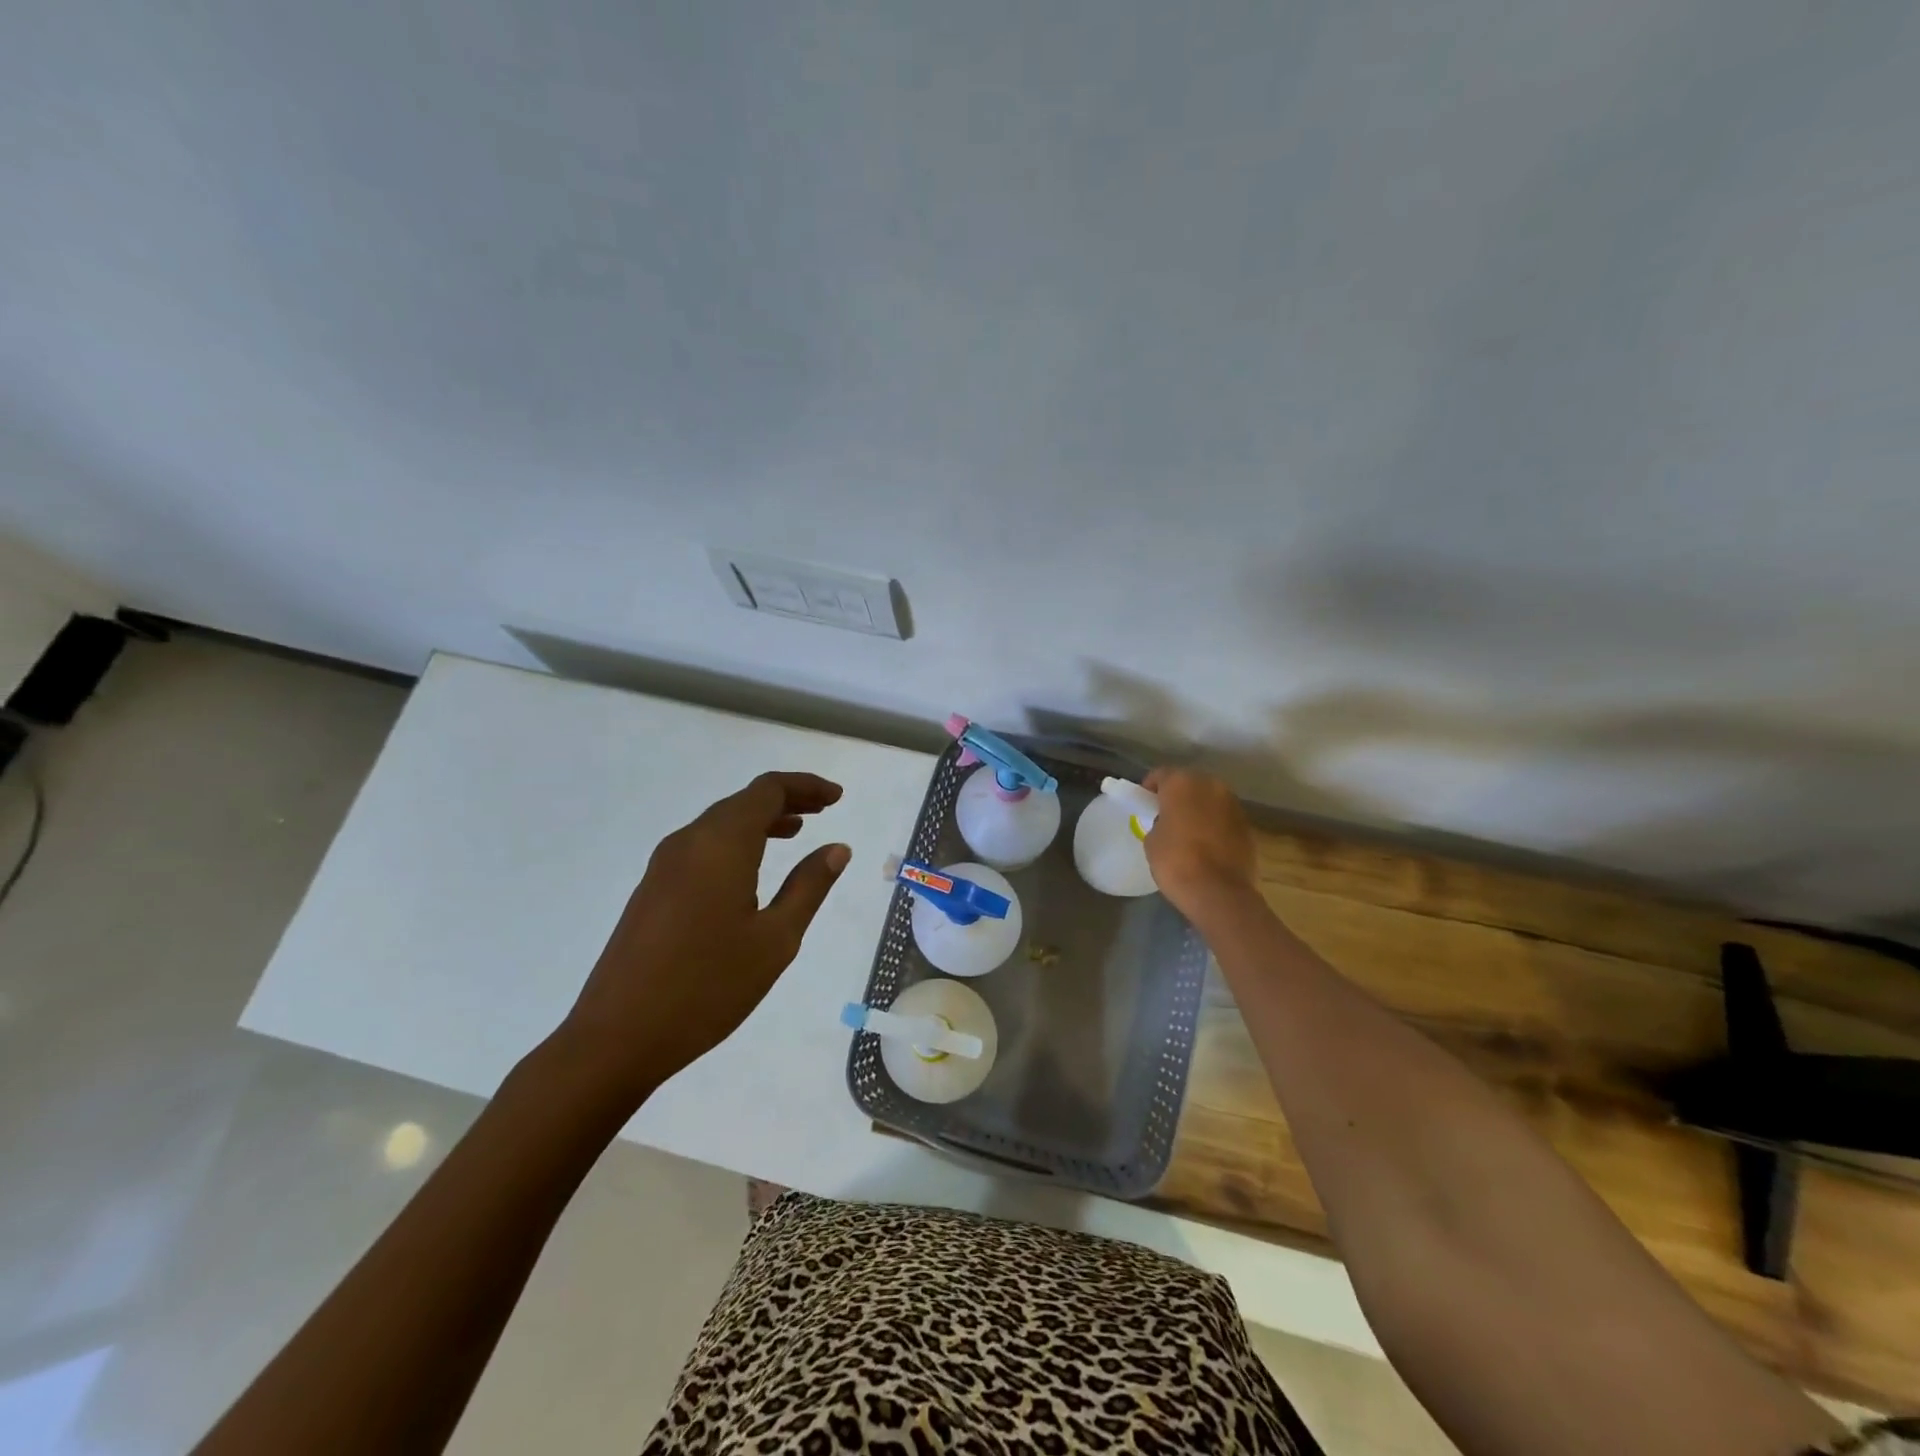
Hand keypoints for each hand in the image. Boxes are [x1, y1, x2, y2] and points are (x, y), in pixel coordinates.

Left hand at [557, 772, 851, 1103]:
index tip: (838, 797)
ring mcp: (664, 865)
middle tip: (825, 809)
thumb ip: (808, 887)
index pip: (767, 790)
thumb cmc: (707, 987)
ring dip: (761, 820)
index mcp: (721, 844)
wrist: (616, 1037)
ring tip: (797, 832)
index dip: (805, 786)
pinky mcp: (652, 889)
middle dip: (787, 799)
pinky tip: (752, 871)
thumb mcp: (775, 940)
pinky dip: (736, 842)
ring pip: (720, 823)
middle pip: (743, 801)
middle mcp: (689, 841)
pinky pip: (702, 846)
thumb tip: (837, 848)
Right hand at [1142, 767, 1256, 917]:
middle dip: (1178, 795)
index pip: (1161, 774)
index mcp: (1182, 783)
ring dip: (1199, 808)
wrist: (1218, 892)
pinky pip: (1225, 818)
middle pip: (1190, 783)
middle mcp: (1211, 785)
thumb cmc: (1175, 861)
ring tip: (1189, 830)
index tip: (1144, 803)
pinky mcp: (1248, 825)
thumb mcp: (1152, 840)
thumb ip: (1159, 821)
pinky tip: (1207, 844)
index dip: (1150, 787)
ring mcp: (1233, 804)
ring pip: (1210, 799)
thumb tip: (1169, 823)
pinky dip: (1216, 824)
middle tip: (1166, 814)